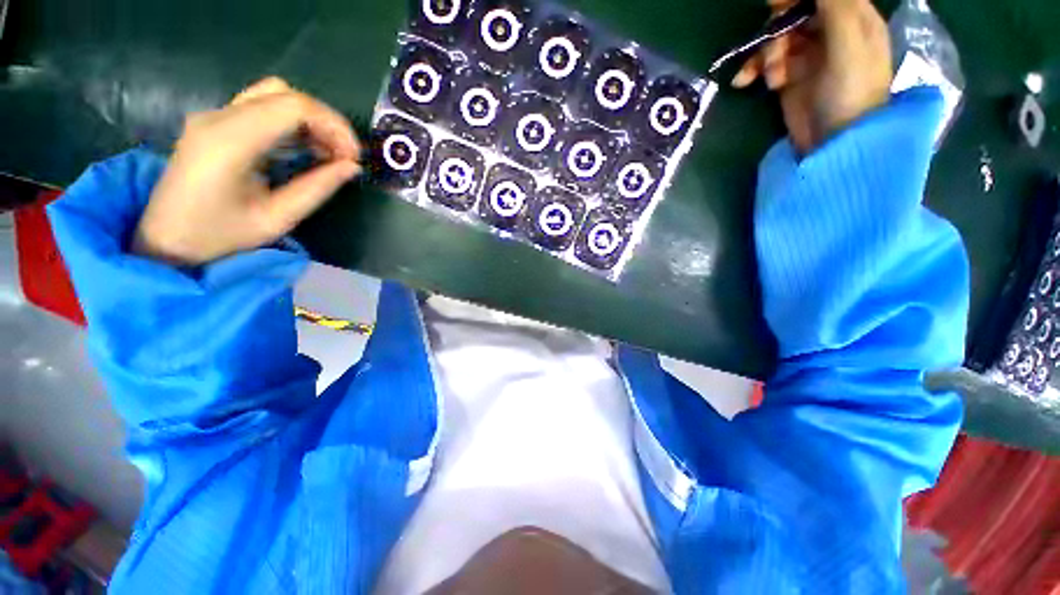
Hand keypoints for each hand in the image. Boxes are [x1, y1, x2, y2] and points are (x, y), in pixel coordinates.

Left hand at [133, 77, 361, 265]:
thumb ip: (317, 189)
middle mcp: (219, 117)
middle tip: (344, 156)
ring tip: (327, 153)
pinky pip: (261, 106)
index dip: (334, 126)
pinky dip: (292, 122)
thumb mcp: (277, 219)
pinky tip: (304, 148)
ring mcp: (213, 116)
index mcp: (230, 141)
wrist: (166, 238)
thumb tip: (352, 167)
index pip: (294, 106)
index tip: (353, 158)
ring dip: (310, 120)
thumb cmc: (220, 236)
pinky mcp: (215, 122)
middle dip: (326, 122)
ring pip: (274, 94)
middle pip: (285, 94)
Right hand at [733, 0, 891, 153]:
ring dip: (765, 56)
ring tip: (771, 79)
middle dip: (778, 30)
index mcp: (852, 18)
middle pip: (795, 13)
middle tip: (772, 50)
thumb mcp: (848, 42)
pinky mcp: (788, 77)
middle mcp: (829, 32)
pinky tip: (743, 82)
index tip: (775, 4)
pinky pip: (765, 63)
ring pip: (777, 38)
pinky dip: (752, 70)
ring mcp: (807, 56)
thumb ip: (835, 6)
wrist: (833, 142)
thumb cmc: (850, 91)